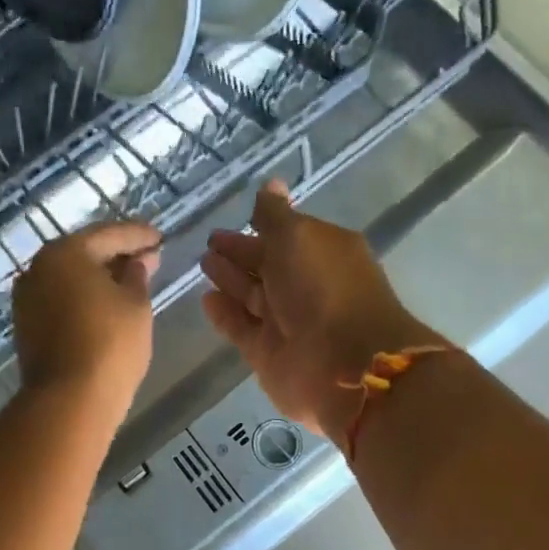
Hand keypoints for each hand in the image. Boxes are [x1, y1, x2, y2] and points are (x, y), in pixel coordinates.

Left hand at [13, 221, 161, 425]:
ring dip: (98, 275)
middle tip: (148, 256)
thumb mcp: (136, 304)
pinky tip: (105, 303)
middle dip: (117, 253)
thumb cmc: (110, 344)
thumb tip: (137, 262)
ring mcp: (27, 297)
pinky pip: (60, 297)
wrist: (68, 400)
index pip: (109, 234)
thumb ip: (137, 275)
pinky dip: (83, 295)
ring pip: (70, 276)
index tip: (160, 238)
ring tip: (130, 281)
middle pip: (84, 252)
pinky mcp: (26, 324)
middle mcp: (39, 267)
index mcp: (65, 252)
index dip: (139, 235)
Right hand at [201, 181, 440, 438]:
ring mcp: (288, 323)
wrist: (344, 365)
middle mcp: (306, 286)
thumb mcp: (297, 237)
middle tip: (208, 243)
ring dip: (230, 281)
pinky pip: (242, 328)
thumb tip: (270, 183)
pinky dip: (225, 314)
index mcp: (322, 253)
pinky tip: (207, 300)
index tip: (229, 220)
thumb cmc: (323, 289)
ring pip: (252, 296)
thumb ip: (275, 214)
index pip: (286, 235)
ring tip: (203, 264)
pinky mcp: (269, 354)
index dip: (258, 227)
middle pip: (267, 266)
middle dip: (239, 253)